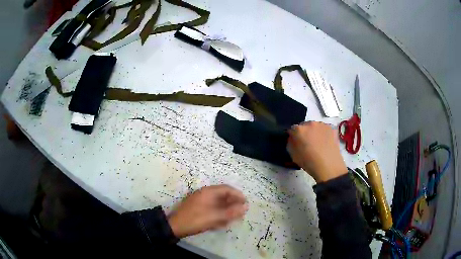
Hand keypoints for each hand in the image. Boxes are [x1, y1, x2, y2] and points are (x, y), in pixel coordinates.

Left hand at [167, 185, 247, 237]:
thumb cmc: (196, 219)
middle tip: (240, 213)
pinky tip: (221, 223)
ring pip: (218, 204)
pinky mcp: (198, 209)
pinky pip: (212, 209)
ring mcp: (200, 202)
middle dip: (233, 204)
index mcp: (208, 192)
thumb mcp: (215, 216)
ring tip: (232, 220)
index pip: (227, 189)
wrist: (175, 226)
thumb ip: (231, 212)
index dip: (238, 195)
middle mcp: (205, 194)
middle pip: (223, 196)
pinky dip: (218, 215)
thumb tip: (246, 207)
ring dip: (226, 211)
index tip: (246, 203)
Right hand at [287, 121, 346, 182]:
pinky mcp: (332, 128)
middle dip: (304, 133)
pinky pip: (324, 129)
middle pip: (304, 126)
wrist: (329, 166)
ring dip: (314, 132)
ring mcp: (322, 125)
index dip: (293, 136)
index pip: (292, 129)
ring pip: (315, 127)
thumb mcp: (293, 155)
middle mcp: (310, 123)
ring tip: (318, 144)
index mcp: (299, 130)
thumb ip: (290, 143)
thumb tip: (293, 138)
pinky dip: (323, 134)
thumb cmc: (309, 162)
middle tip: (307, 143)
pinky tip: (325, 143)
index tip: (296, 143)